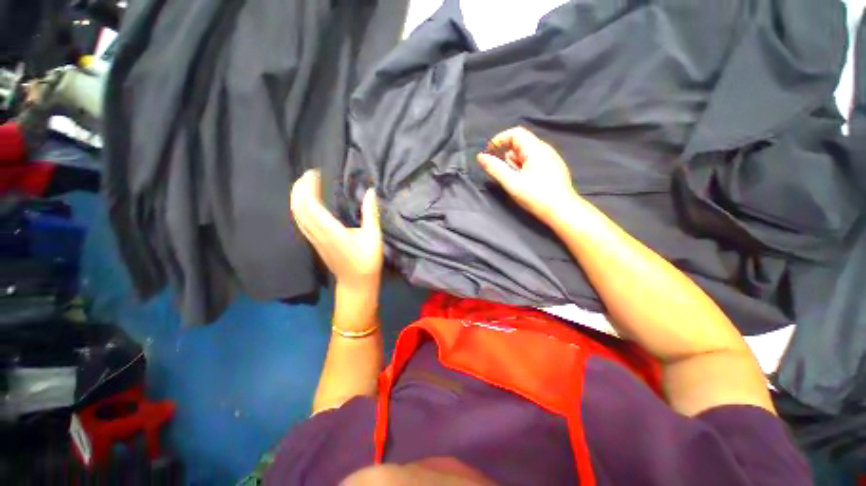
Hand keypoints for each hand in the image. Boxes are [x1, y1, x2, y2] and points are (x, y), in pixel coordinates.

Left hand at [290, 170, 383, 294]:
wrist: (355, 283)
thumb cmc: (367, 262)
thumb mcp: (374, 238)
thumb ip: (371, 214)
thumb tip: (371, 192)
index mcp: (332, 233)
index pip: (311, 206)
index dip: (308, 187)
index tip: (315, 173)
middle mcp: (318, 235)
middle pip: (298, 208)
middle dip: (299, 188)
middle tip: (309, 174)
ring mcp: (313, 240)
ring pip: (297, 215)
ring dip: (297, 197)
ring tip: (306, 183)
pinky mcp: (314, 243)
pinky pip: (301, 221)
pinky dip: (300, 207)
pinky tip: (307, 201)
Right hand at [477, 127, 579, 227]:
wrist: (562, 210)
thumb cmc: (535, 196)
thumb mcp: (511, 182)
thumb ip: (495, 168)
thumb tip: (480, 157)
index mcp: (535, 149)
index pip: (515, 133)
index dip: (499, 139)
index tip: (489, 152)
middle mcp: (545, 149)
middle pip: (520, 144)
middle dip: (508, 156)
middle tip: (506, 175)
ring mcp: (551, 158)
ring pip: (526, 154)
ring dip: (516, 164)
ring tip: (518, 182)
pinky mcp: (553, 168)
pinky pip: (534, 161)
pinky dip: (524, 168)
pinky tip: (527, 183)